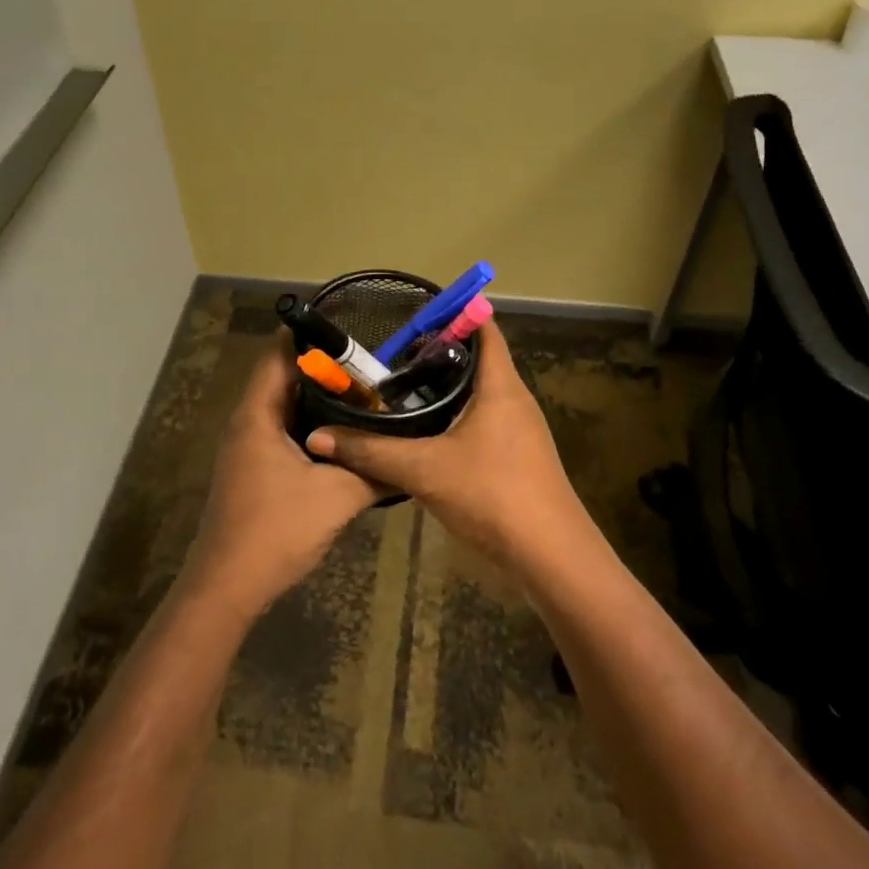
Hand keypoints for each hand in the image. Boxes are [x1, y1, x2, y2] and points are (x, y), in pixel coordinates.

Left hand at [181, 339, 380, 620]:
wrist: (229, 588)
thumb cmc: (277, 530)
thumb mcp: (337, 496)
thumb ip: (374, 470)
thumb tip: (410, 455)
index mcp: (258, 415)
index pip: (279, 354)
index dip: (310, 335)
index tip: (350, 327)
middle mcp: (248, 423)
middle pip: (285, 378)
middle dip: (325, 369)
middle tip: (371, 365)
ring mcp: (248, 449)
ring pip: (286, 409)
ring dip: (320, 401)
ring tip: (366, 395)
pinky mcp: (255, 471)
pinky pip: (285, 433)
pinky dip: (313, 427)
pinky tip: (346, 437)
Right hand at [302, 322, 593, 569]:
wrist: (550, 555)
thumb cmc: (493, 494)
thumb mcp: (423, 470)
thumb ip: (370, 452)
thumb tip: (318, 438)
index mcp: (501, 385)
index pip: (484, 328)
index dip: (453, 313)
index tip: (413, 313)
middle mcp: (514, 399)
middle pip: (478, 359)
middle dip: (437, 352)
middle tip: (391, 354)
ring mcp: (519, 429)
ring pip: (479, 393)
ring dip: (445, 387)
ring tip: (400, 388)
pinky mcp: (516, 456)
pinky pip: (482, 420)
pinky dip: (454, 416)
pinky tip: (424, 433)